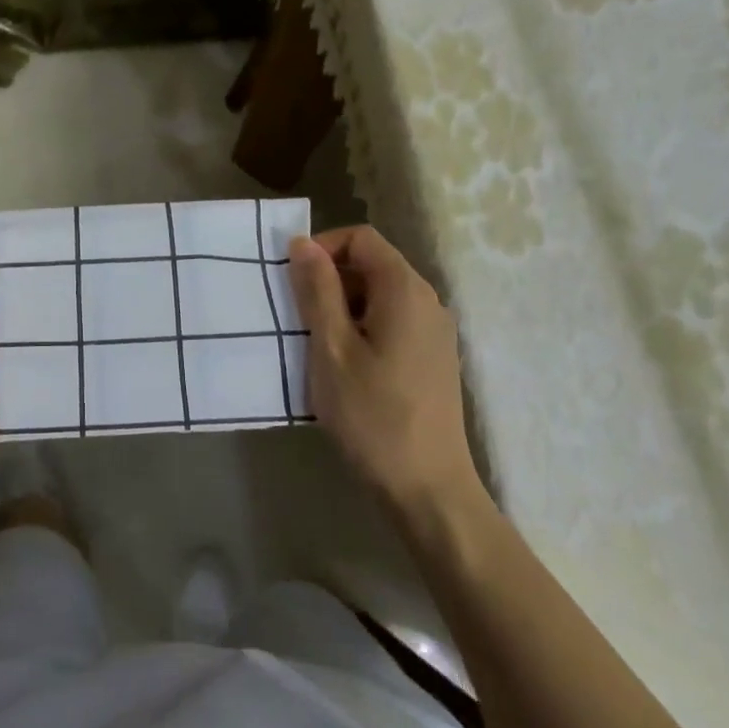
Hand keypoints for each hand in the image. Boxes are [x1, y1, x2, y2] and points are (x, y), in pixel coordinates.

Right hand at [288, 226, 482, 515]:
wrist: (427, 489)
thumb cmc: (372, 414)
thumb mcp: (331, 347)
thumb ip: (317, 289)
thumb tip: (303, 242)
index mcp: (404, 290)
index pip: (361, 238)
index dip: (323, 247)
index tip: (293, 281)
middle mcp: (427, 301)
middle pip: (372, 264)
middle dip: (329, 280)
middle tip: (298, 318)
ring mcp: (435, 332)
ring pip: (379, 295)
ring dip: (342, 307)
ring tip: (316, 345)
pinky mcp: (433, 359)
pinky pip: (392, 322)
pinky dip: (362, 328)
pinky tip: (344, 366)